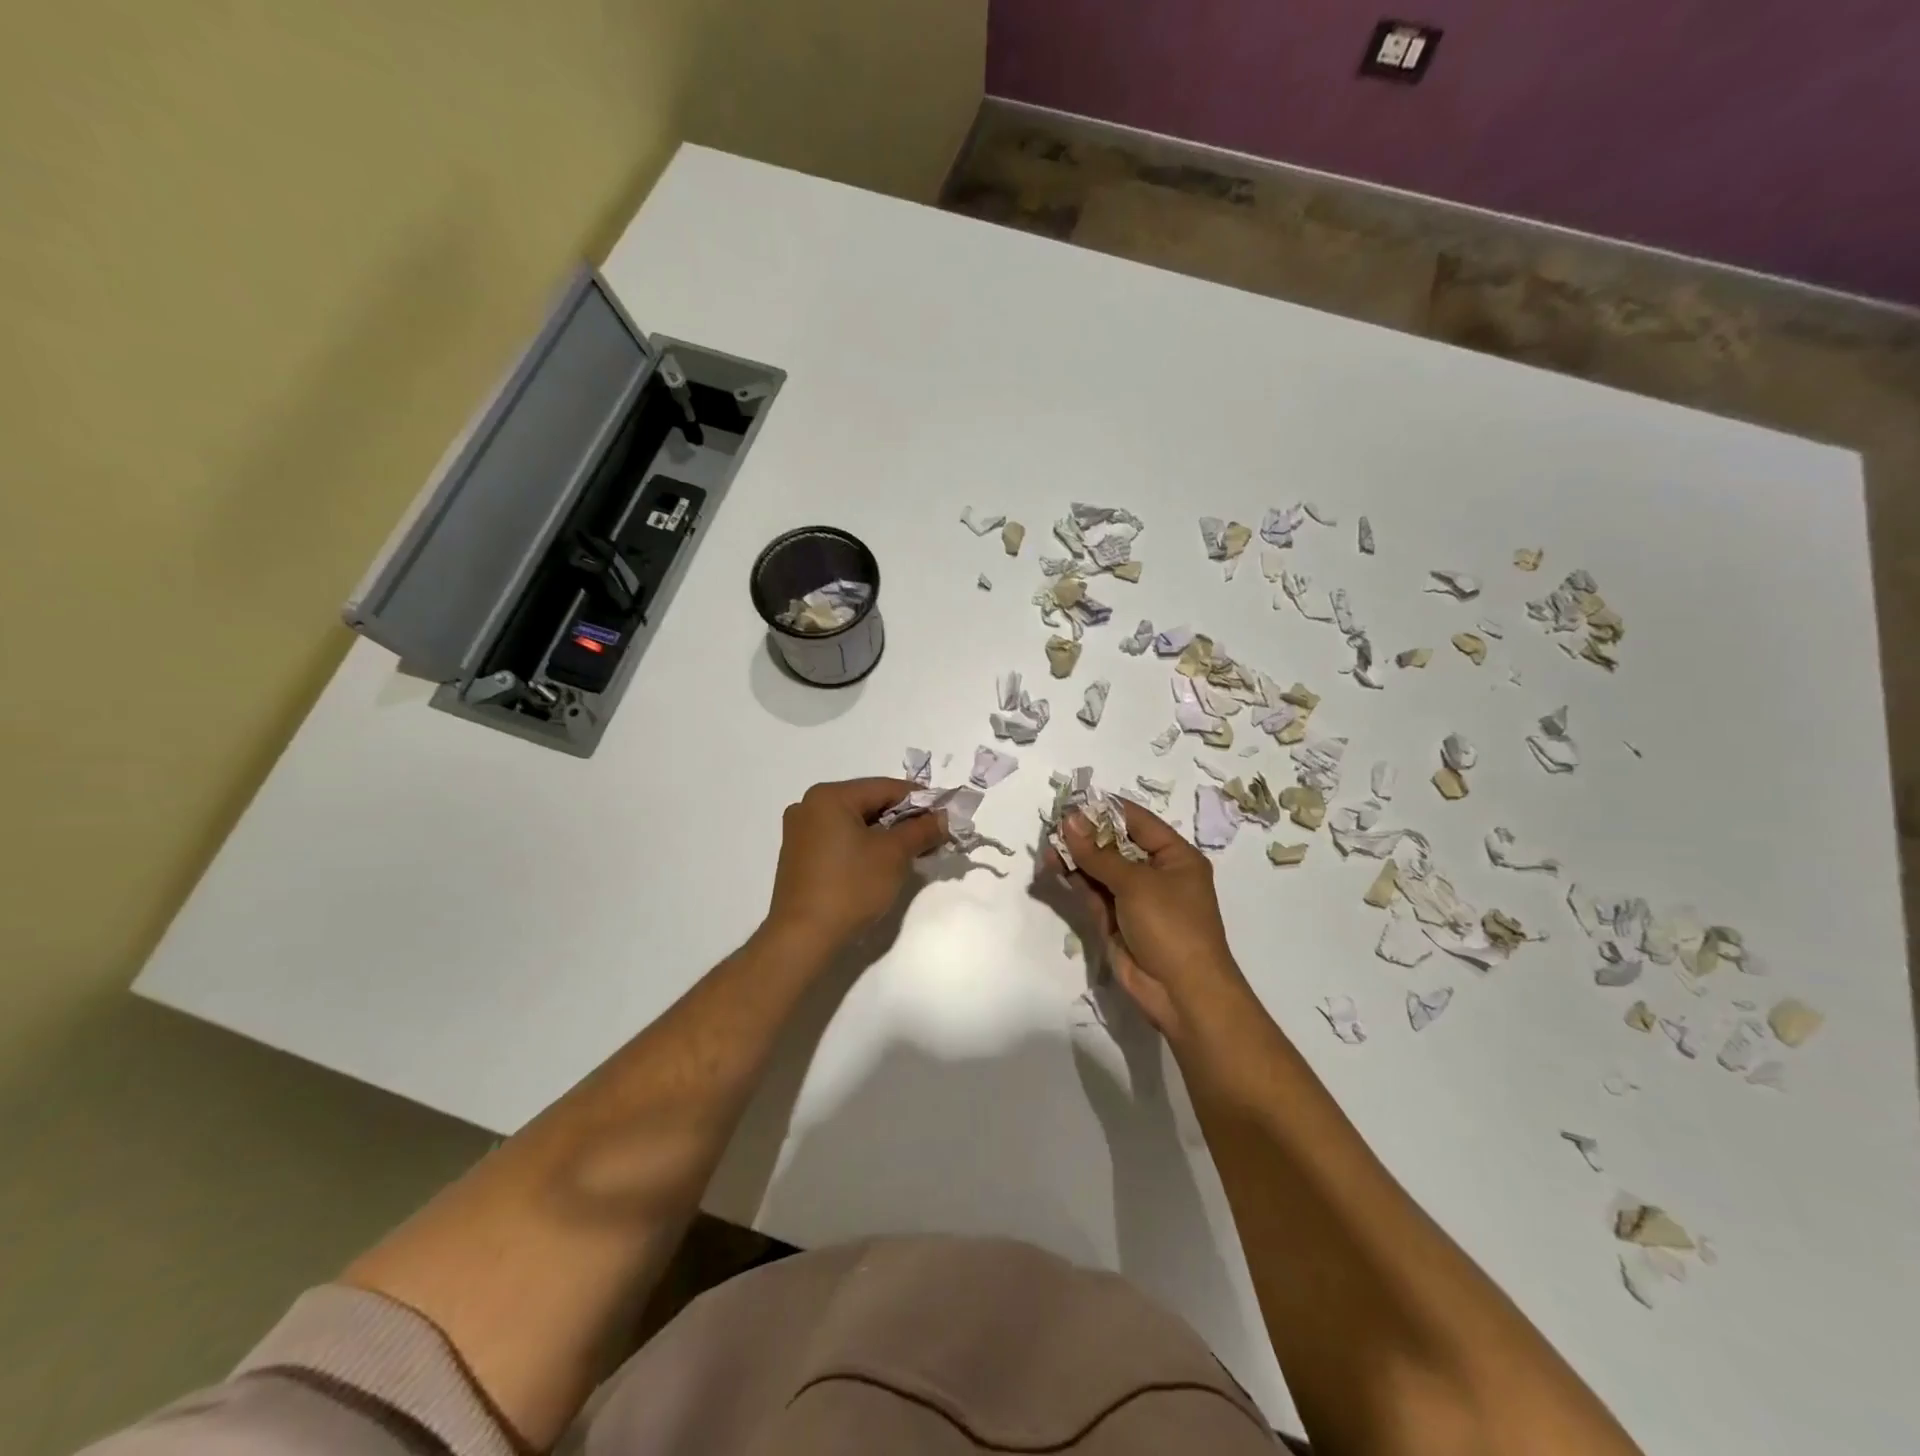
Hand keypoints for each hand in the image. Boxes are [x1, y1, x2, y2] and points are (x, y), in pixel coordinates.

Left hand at [765, 778, 948, 950]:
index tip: (946, 816)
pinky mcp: (798, 856)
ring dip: (885, 834)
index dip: (921, 801)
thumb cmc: (850, 887)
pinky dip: (864, 846)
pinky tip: (882, 864)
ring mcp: (800, 832)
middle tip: (932, 837)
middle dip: (903, 819)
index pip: (886, 787)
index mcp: (829, 796)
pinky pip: (840, 840)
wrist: (803, 938)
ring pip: (855, 823)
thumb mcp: (894, 855)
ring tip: (912, 853)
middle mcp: (809, 806)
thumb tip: (945, 817)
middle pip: (869, 803)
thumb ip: (922, 830)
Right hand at [1053, 800, 1252, 1041]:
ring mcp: (1136, 899)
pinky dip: (1077, 881)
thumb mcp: (1136, 884)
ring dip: (1076, 859)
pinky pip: (1095, 894)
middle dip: (1086, 836)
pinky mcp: (1118, 921)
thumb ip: (1098, 853)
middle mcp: (1157, 873)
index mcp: (1175, 856)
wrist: (1182, 993)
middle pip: (1116, 845)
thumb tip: (1070, 820)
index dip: (1106, 810)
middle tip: (1054, 826)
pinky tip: (1056, 868)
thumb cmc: (1171, 926)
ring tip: (1048, 848)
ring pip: (1101, 870)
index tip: (1074, 802)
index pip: (1138, 821)